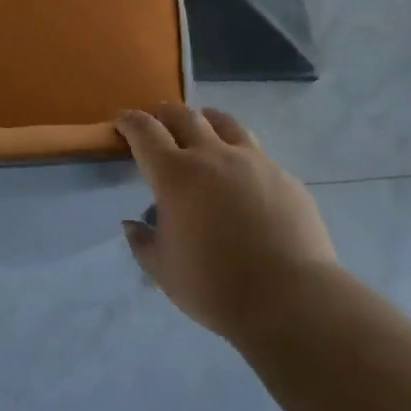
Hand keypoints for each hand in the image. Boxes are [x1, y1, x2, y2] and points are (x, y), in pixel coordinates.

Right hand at [116, 105, 336, 337]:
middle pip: (184, 116)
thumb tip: (133, 224)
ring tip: (202, 125)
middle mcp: (212, 155)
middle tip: (157, 121)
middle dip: (164, 114)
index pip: (144, 131)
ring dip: (205, 120)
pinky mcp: (283, 175)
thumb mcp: (163, 271)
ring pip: (224, 123)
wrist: (289, 296)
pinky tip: (242, 174)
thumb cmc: (215, 286)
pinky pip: (255, 152)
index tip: (121, 121)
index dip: (129, 121)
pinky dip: (238, 153)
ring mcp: (252, 161)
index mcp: (176, 175)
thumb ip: (143, 242)